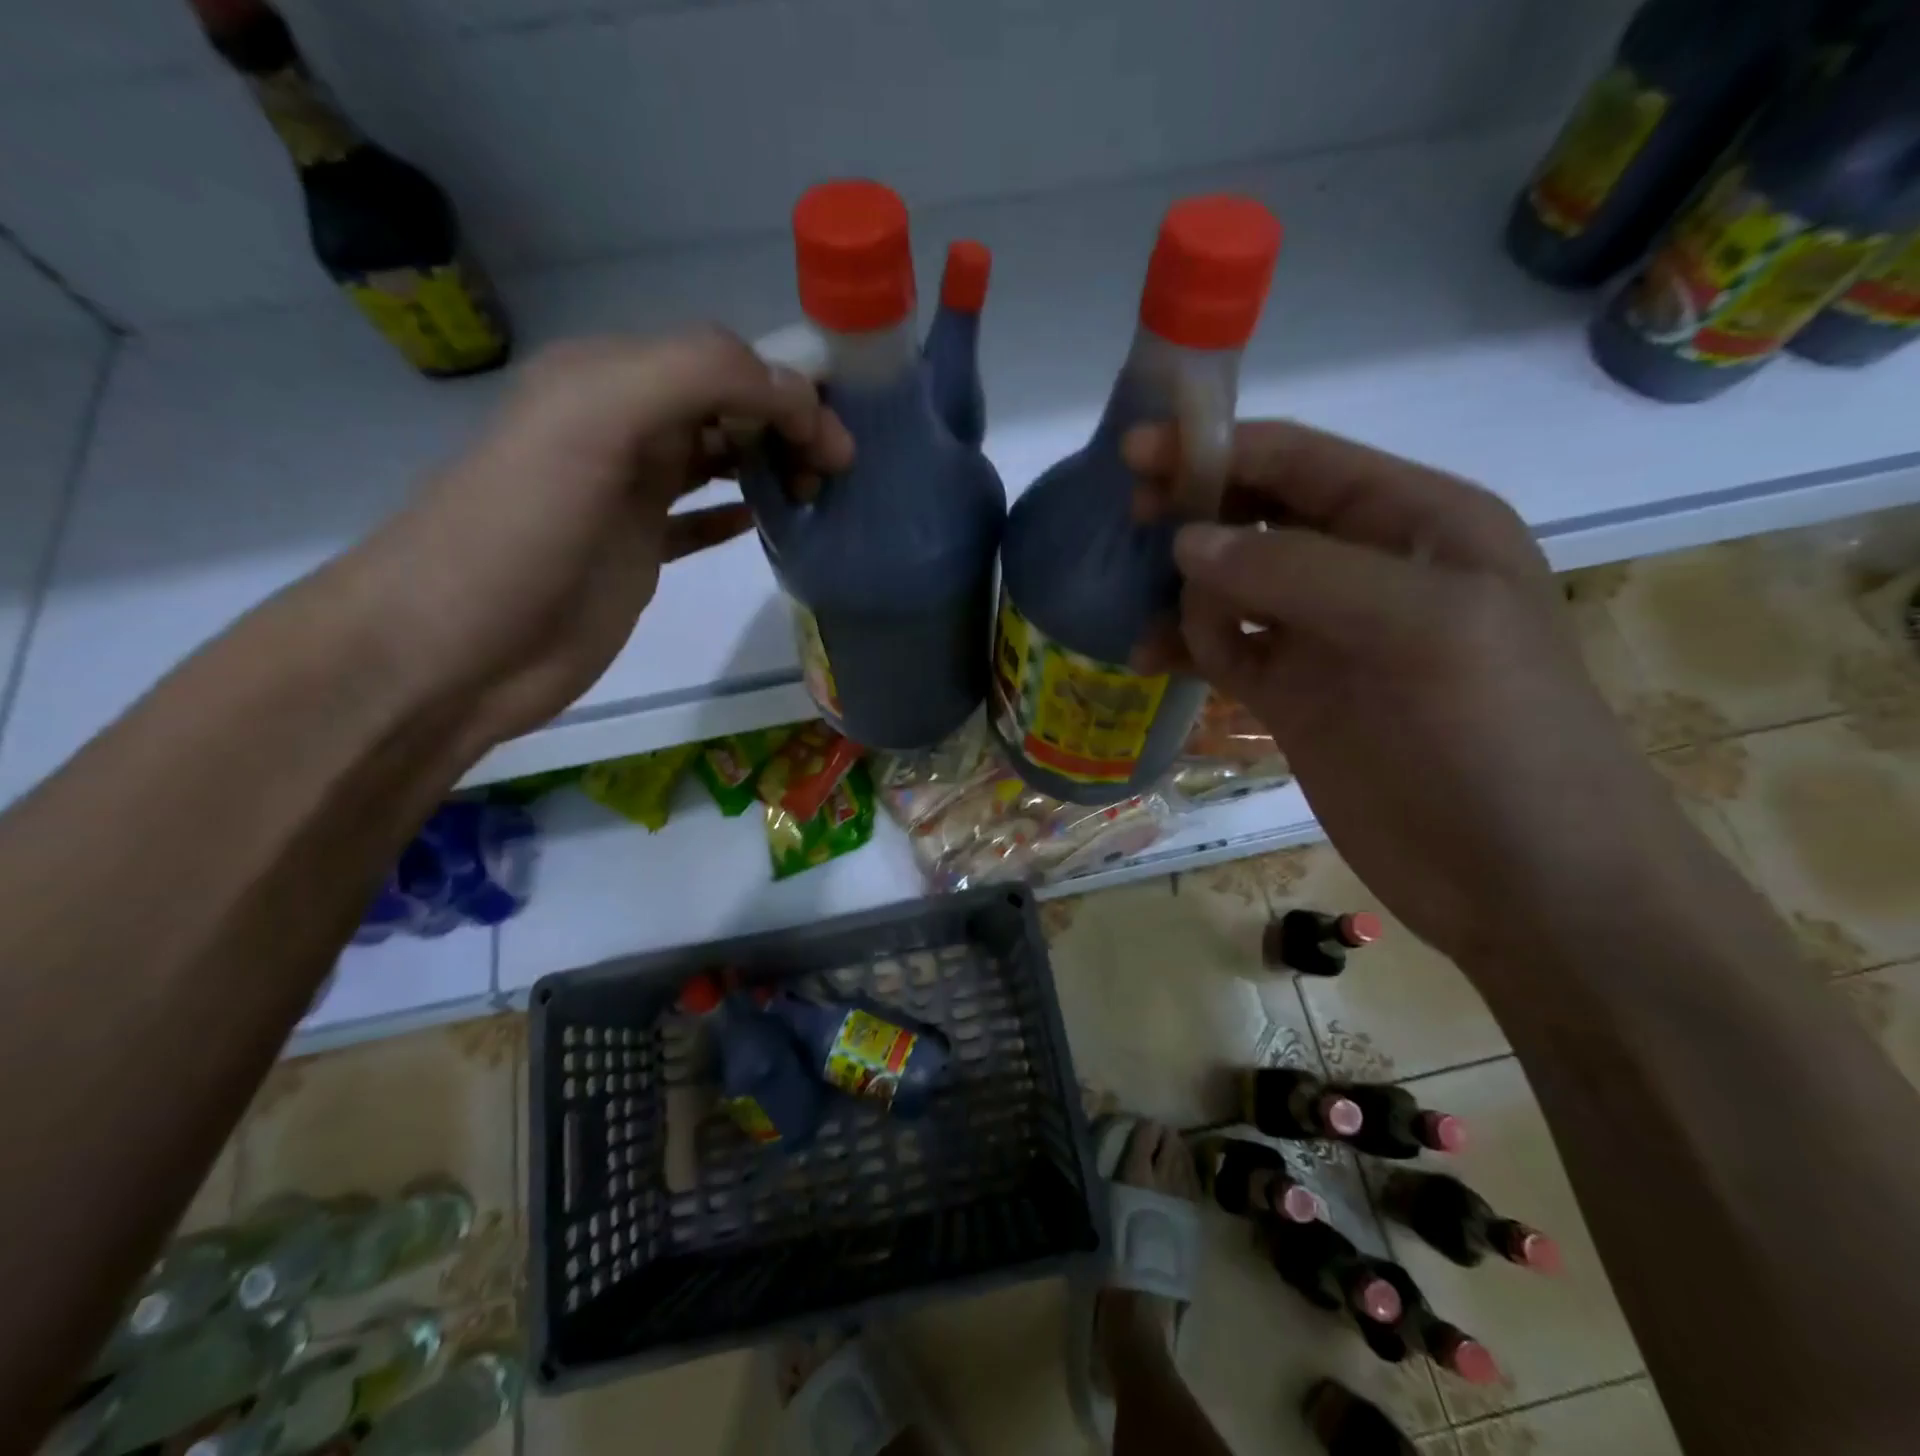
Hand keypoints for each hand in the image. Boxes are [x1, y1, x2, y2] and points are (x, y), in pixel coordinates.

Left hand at [352, 329, 852, 751]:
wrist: (456, 649)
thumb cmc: (524, 532)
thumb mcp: (595, 421)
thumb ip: (694, 378)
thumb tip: (792, 396)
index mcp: (608, 380)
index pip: (722, 362)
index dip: (786, 390)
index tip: (835, 444)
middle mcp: (621, 427)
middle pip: (726, 406)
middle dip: (788, 427)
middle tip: (834, 474)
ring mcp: (629, 494)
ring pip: (719, 459)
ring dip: (772, 465)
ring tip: (817, 495)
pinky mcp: (637, 552)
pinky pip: (701, 520)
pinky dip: (738, 514)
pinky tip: (771, 525)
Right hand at [1128, 421, 1672, 964]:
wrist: (1522, 877)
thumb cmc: (1495, 736)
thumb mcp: (1419, 627)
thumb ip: (1298, 573)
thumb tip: (1185, 545)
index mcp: (1415, 522)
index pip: (1300, 462)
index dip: (1218, 448)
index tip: (1137, 451)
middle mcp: (1363, 567)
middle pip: (1256, 515)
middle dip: (1193, 511)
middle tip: (1128, 521)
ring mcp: (1323, 635)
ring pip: (1230, 584)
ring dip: (1181, 587)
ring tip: (1137, 610)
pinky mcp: (1292, 696)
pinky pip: (1221, 650)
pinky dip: (1183, 645)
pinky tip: (1146, 658)